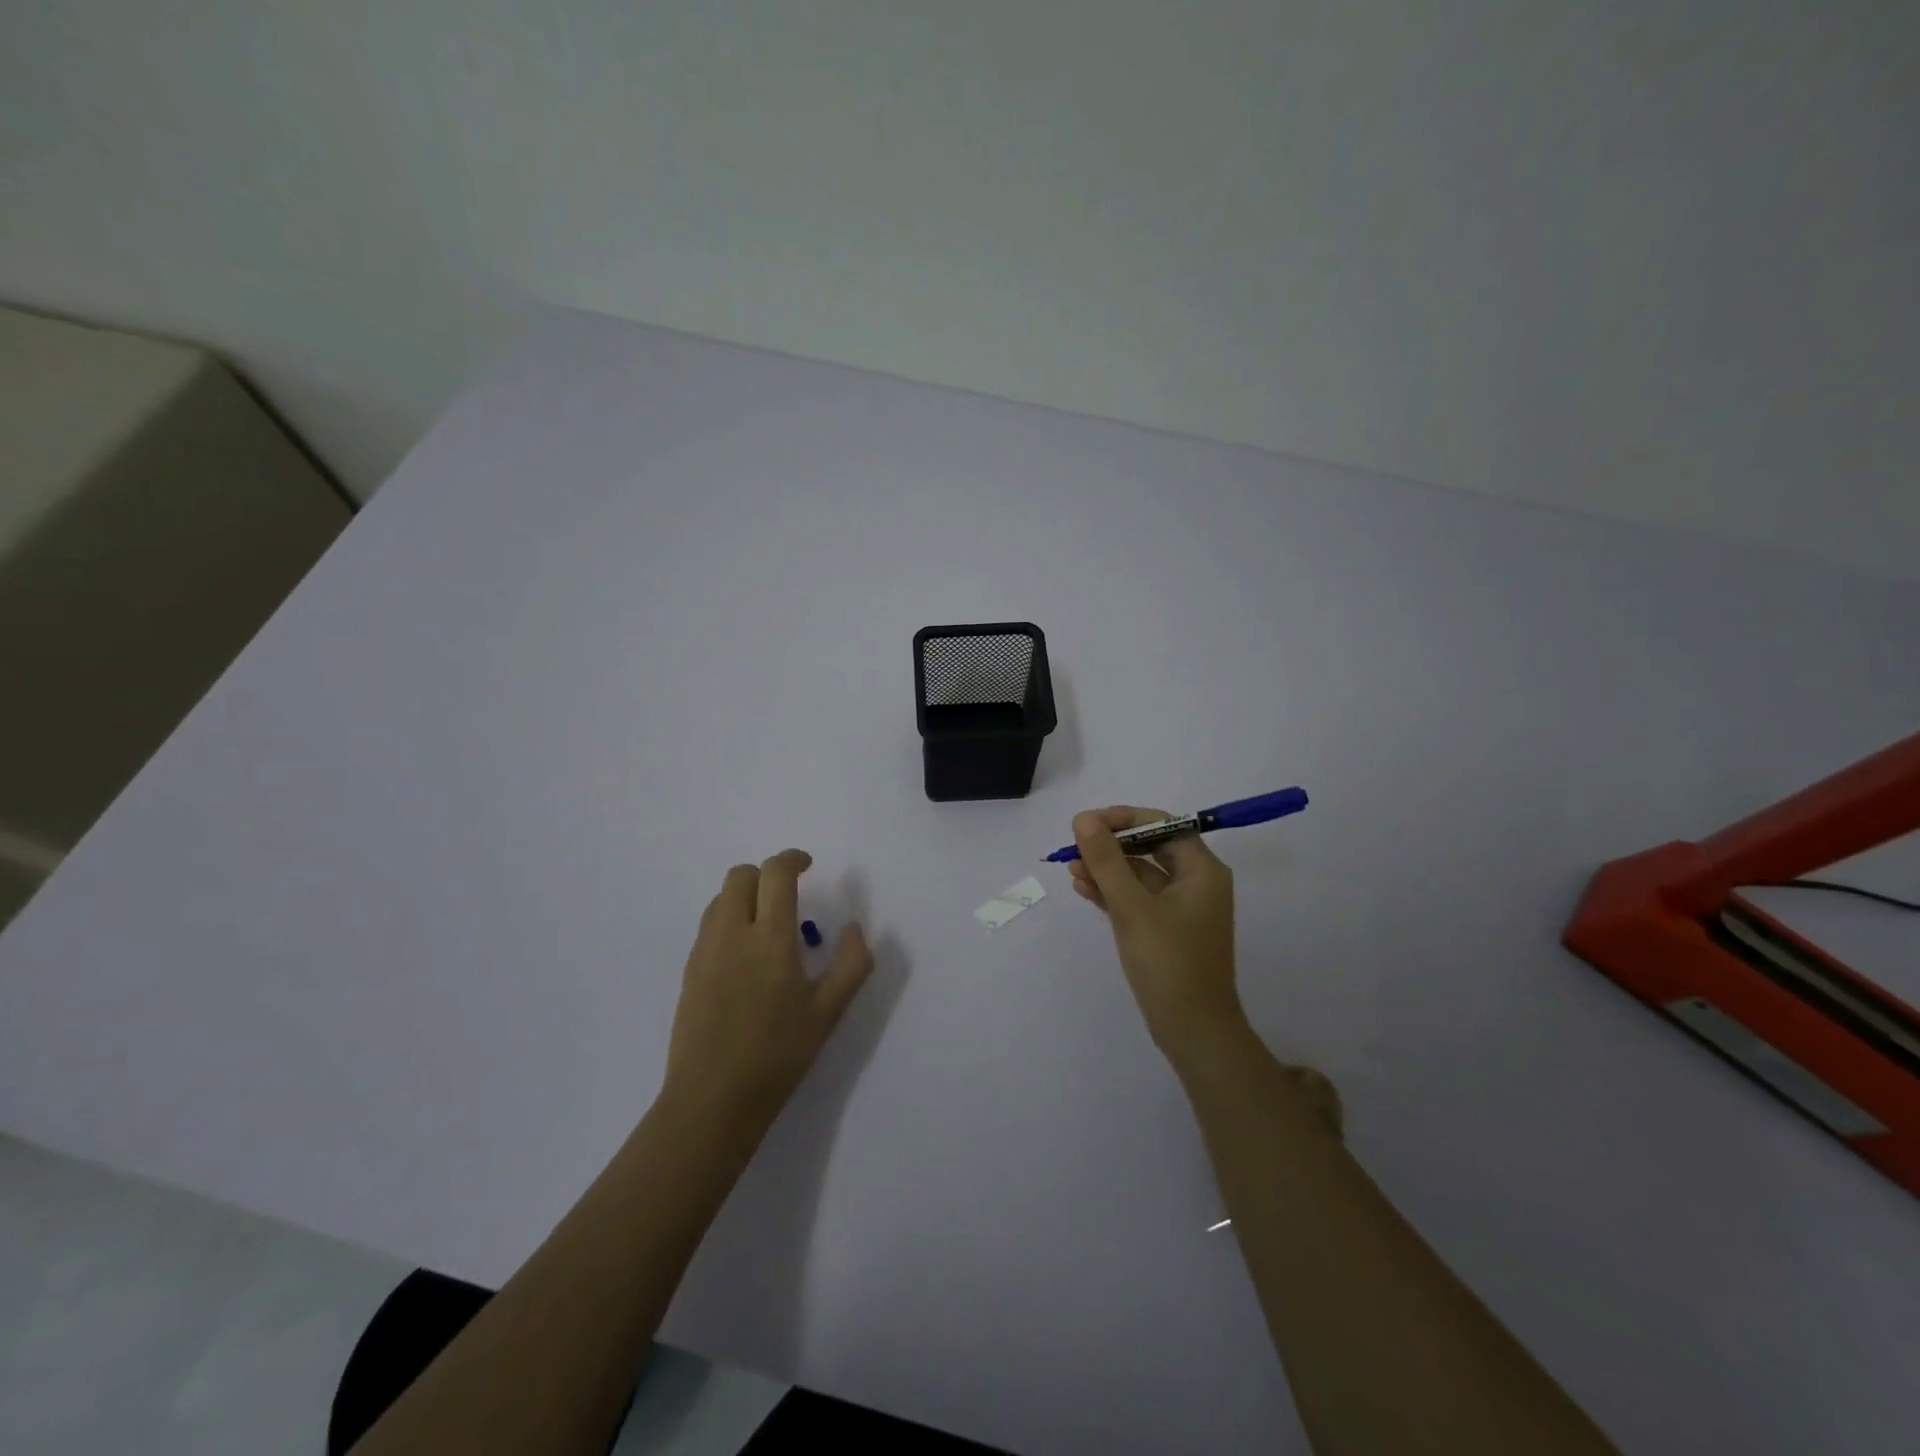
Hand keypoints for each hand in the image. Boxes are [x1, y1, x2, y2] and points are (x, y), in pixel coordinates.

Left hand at [663, 849, 873, 1142]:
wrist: (712, 1100)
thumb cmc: (778, 1055)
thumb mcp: (828, 1012)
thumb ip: (852, 963)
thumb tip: (854, 926)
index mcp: (769, 938)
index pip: (775, 873)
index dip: (793, 859)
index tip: (808, 866)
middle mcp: (732, 933)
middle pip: (741, 876)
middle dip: (767, 874)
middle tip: (789, 895)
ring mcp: (705, 951)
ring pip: (720, 898)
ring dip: (745, 895)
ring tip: (767, 923)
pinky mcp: (689, 970)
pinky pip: (708, 924)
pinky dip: (729, 918)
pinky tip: (746, 954)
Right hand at [1069, 807, 1245, 1065]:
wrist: (1193, 1031)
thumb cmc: (1169, 963)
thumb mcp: (1132, 907)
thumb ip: (1107, 860)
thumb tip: (1084, 819)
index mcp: (1202, 869)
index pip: (1162, 825)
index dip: (1123, 819)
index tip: (1087, 824)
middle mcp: (1197, 882)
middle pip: (1149, 847)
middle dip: (1110, 846)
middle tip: (1074, 846)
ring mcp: (1182, 908)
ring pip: (1140, 875)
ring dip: (1107, 869)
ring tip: (1070, 867)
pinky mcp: (1167, 931)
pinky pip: (1138, 899)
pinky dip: (1113, 892)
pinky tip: (1083, 887)